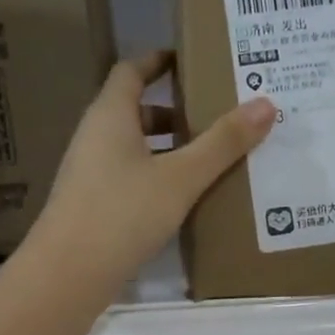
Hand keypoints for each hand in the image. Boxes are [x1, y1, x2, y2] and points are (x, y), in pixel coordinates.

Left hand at [29, 50, 274, 294]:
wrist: (68, 274)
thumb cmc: (123, 213)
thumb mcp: (181, 177)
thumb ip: (222, 143)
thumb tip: (266, 104)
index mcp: (110, 115)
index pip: (131, 71)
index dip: (159, 61)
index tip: (192, 60)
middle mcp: (95, 137)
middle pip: (135, 111)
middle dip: (175, 111)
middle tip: (216, 115)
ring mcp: (90, 173)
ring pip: (134, 147)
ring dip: (168, 148)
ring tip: (210, 158)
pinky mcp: (94, 205)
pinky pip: (130, 176)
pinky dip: (158, 176)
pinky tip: (184, 198)